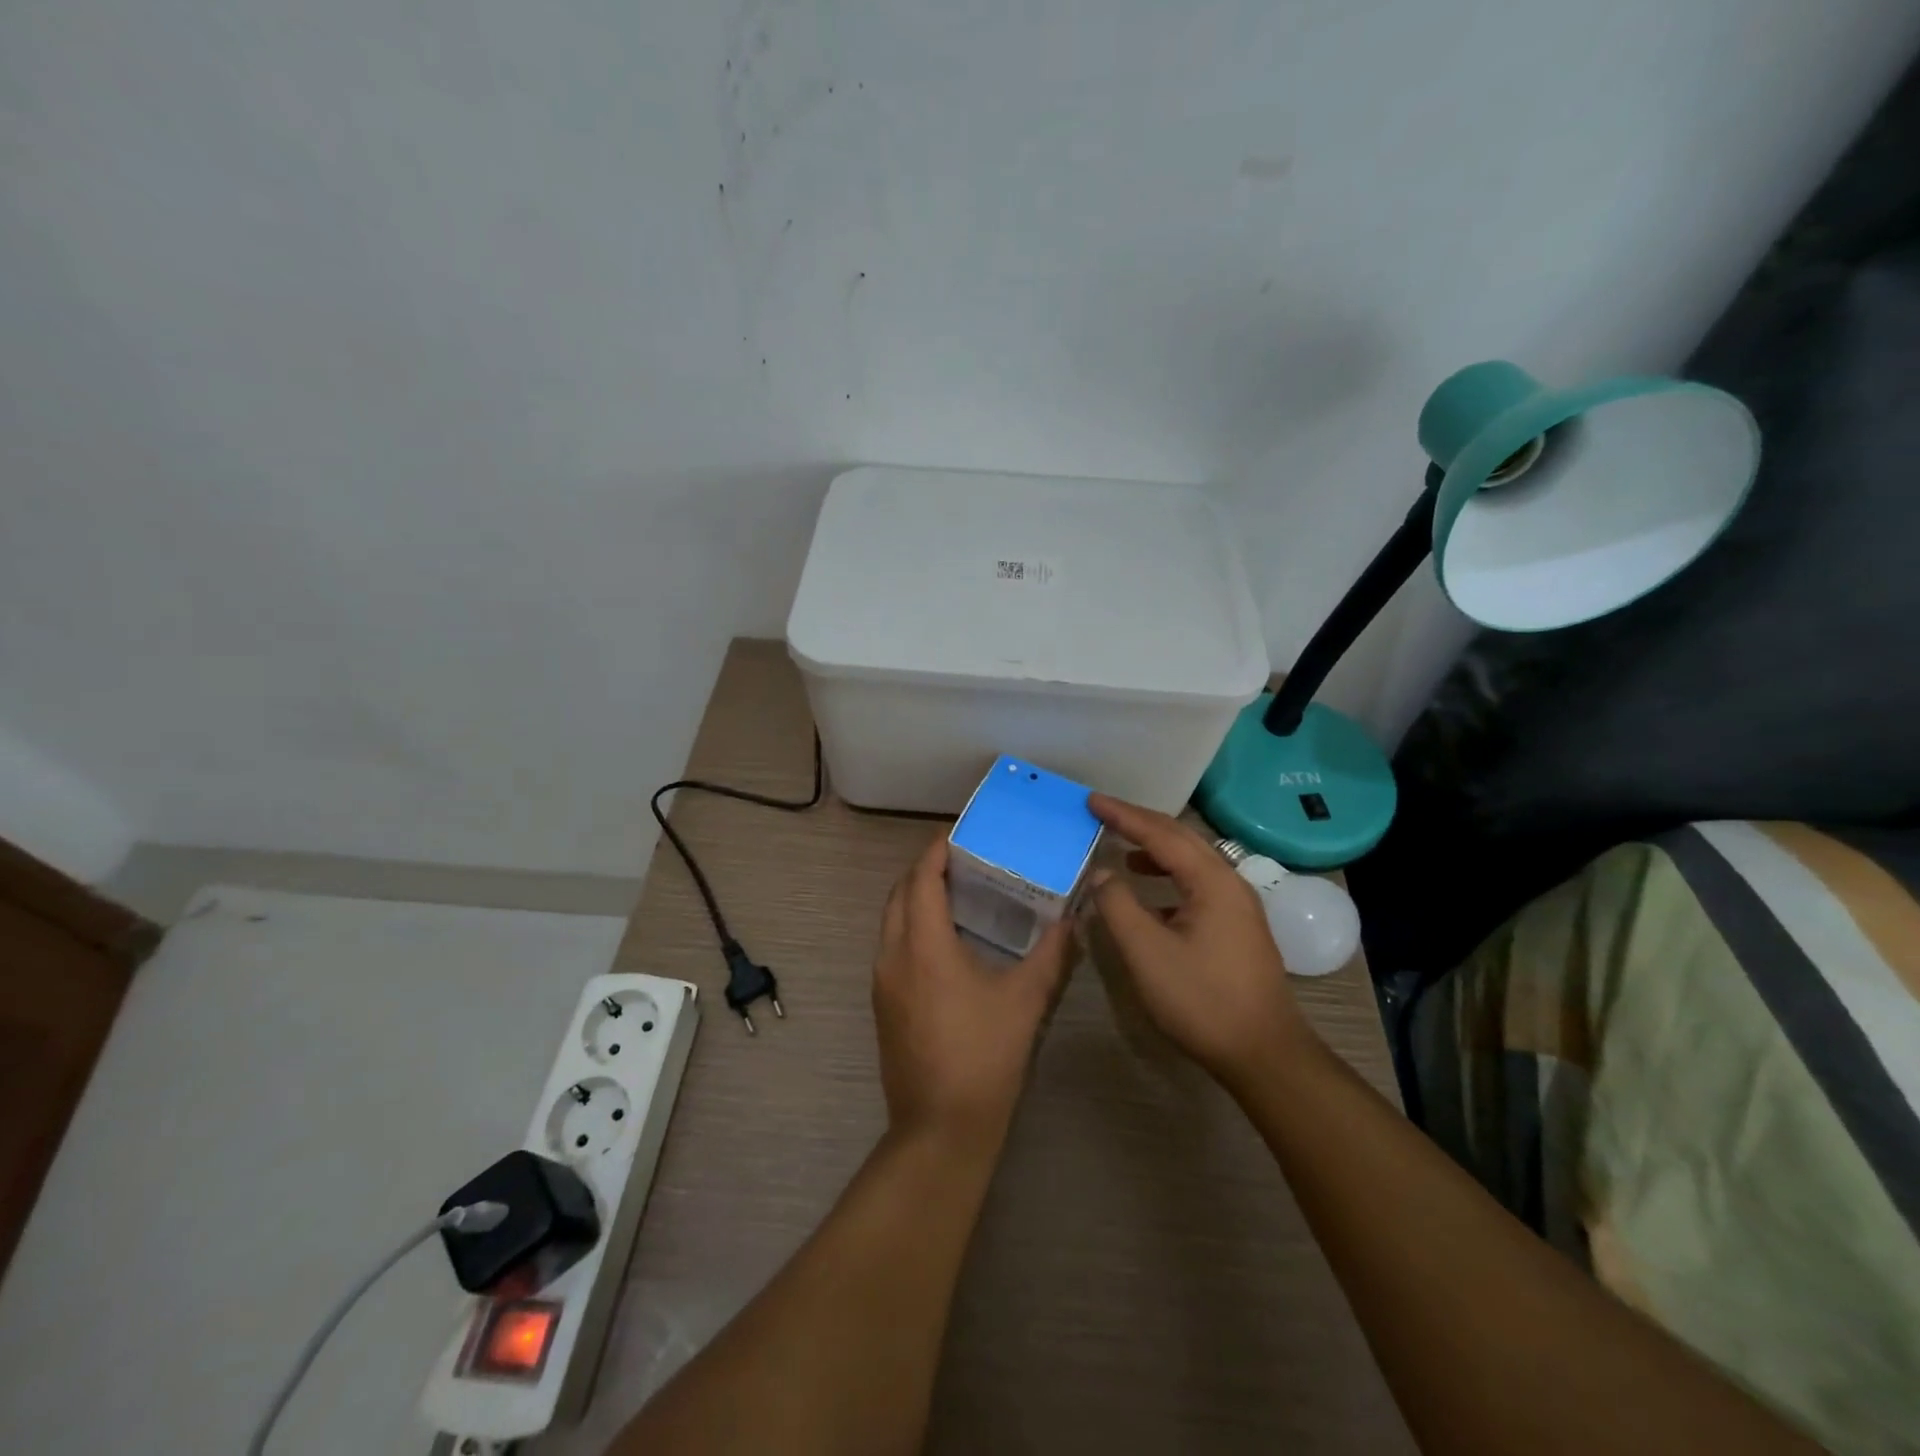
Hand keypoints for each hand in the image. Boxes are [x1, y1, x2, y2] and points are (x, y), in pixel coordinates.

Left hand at [872, 834, 1073, 1156]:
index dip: (935, 852)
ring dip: (914, 900)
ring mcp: (882, 982)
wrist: (940, 1128)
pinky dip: (910, 927)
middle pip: (898, 895)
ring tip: (955, 894)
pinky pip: (891, 947)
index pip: (921, 880)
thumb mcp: (1025, 1001)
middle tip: (960, 861)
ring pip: (890, 922)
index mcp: (923, 946)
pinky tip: (944, 942)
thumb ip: (1051, 954)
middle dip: (923, 871)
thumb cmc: (984, 1056)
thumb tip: (1070, 920)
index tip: (956, 835)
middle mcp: (893, 956)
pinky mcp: (883, 1005)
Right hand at [1087, 794, 1313, 1092]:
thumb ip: (1118, 906)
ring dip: (1156, 850)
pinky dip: (1169, 878)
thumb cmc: (1202, 1000)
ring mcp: (1238, 906)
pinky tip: (1150, 897)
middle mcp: (1230, 883)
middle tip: (1104, 814)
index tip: (1091, 801)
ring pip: (1192, 862)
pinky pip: (1198, 885)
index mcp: (1212, 881)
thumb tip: (1103, 873)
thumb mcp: (1147, 953)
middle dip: (1141, 823)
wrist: (1264, 1054)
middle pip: (1181, 839)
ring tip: (1123, 850)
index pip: (1161, 834)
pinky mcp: (1238, 928)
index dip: (1123, 815)